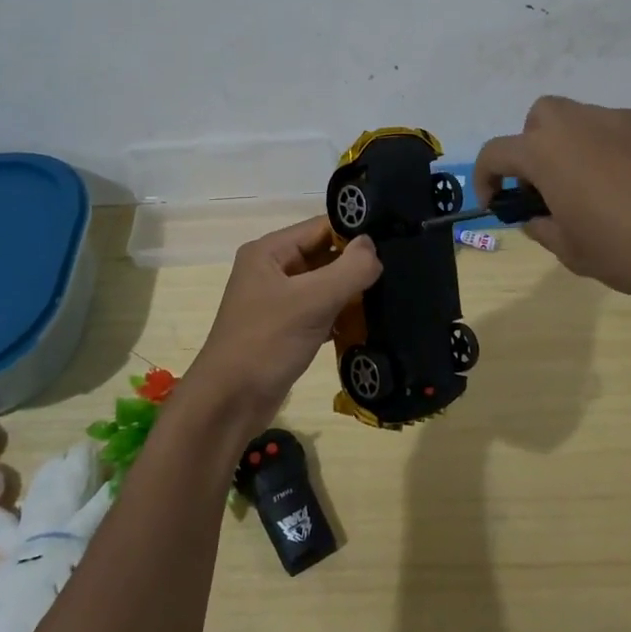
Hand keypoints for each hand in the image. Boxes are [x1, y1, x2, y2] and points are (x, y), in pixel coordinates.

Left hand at [181, 216, 380, 436]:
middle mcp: (273, 270)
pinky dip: (343, 316)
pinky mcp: (288, 329)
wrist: (229, 404)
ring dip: (354, 292)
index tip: (395, 241)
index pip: (321, 227)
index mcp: (270, 252)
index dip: (356, 233)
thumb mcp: (311, 302)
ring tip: (394, 294)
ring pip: (326, 285)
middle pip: (325, 255)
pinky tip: (372, 323)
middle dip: (358, 264)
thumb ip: (348, 270)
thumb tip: (374, 246)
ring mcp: (280, 301)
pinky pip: (322, 312)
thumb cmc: (266, 343)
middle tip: (401, 270)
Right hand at [474, 96, 630, 327]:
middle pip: (541, 117)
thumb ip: (545, 229)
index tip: (497, 202)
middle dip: (534, 146)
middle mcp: (583, 123)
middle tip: (552, 186)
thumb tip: (538, 216)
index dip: (486, 177)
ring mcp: (628, 118)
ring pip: (588, 122)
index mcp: (548, 152)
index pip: (497, 152)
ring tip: (606, 192)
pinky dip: (624, 152)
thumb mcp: (574, 253)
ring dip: (581, 149)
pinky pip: (629, 132)